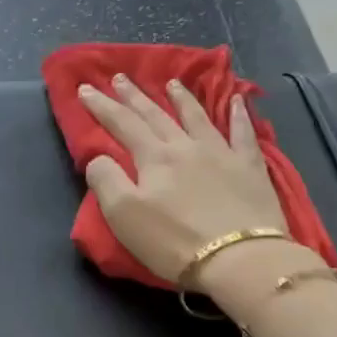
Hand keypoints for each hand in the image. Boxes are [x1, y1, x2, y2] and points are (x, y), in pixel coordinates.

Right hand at [78, 75, 307, 291]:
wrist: (239, 258)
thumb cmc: (173, 241)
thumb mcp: (123, 215)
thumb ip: (106, 180)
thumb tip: (98, 157)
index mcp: (153, 158)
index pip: (122, 125)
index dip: (102, 106)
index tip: (86, 89)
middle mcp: (185, 146)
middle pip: (156, 115)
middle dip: (134, 96)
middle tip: (120, 78)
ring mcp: (221, 153)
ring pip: (197, 117)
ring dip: (181, 98)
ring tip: (171, 83)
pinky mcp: (250, 168)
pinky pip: (243, 133)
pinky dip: (239, 114)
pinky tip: (237, 100)